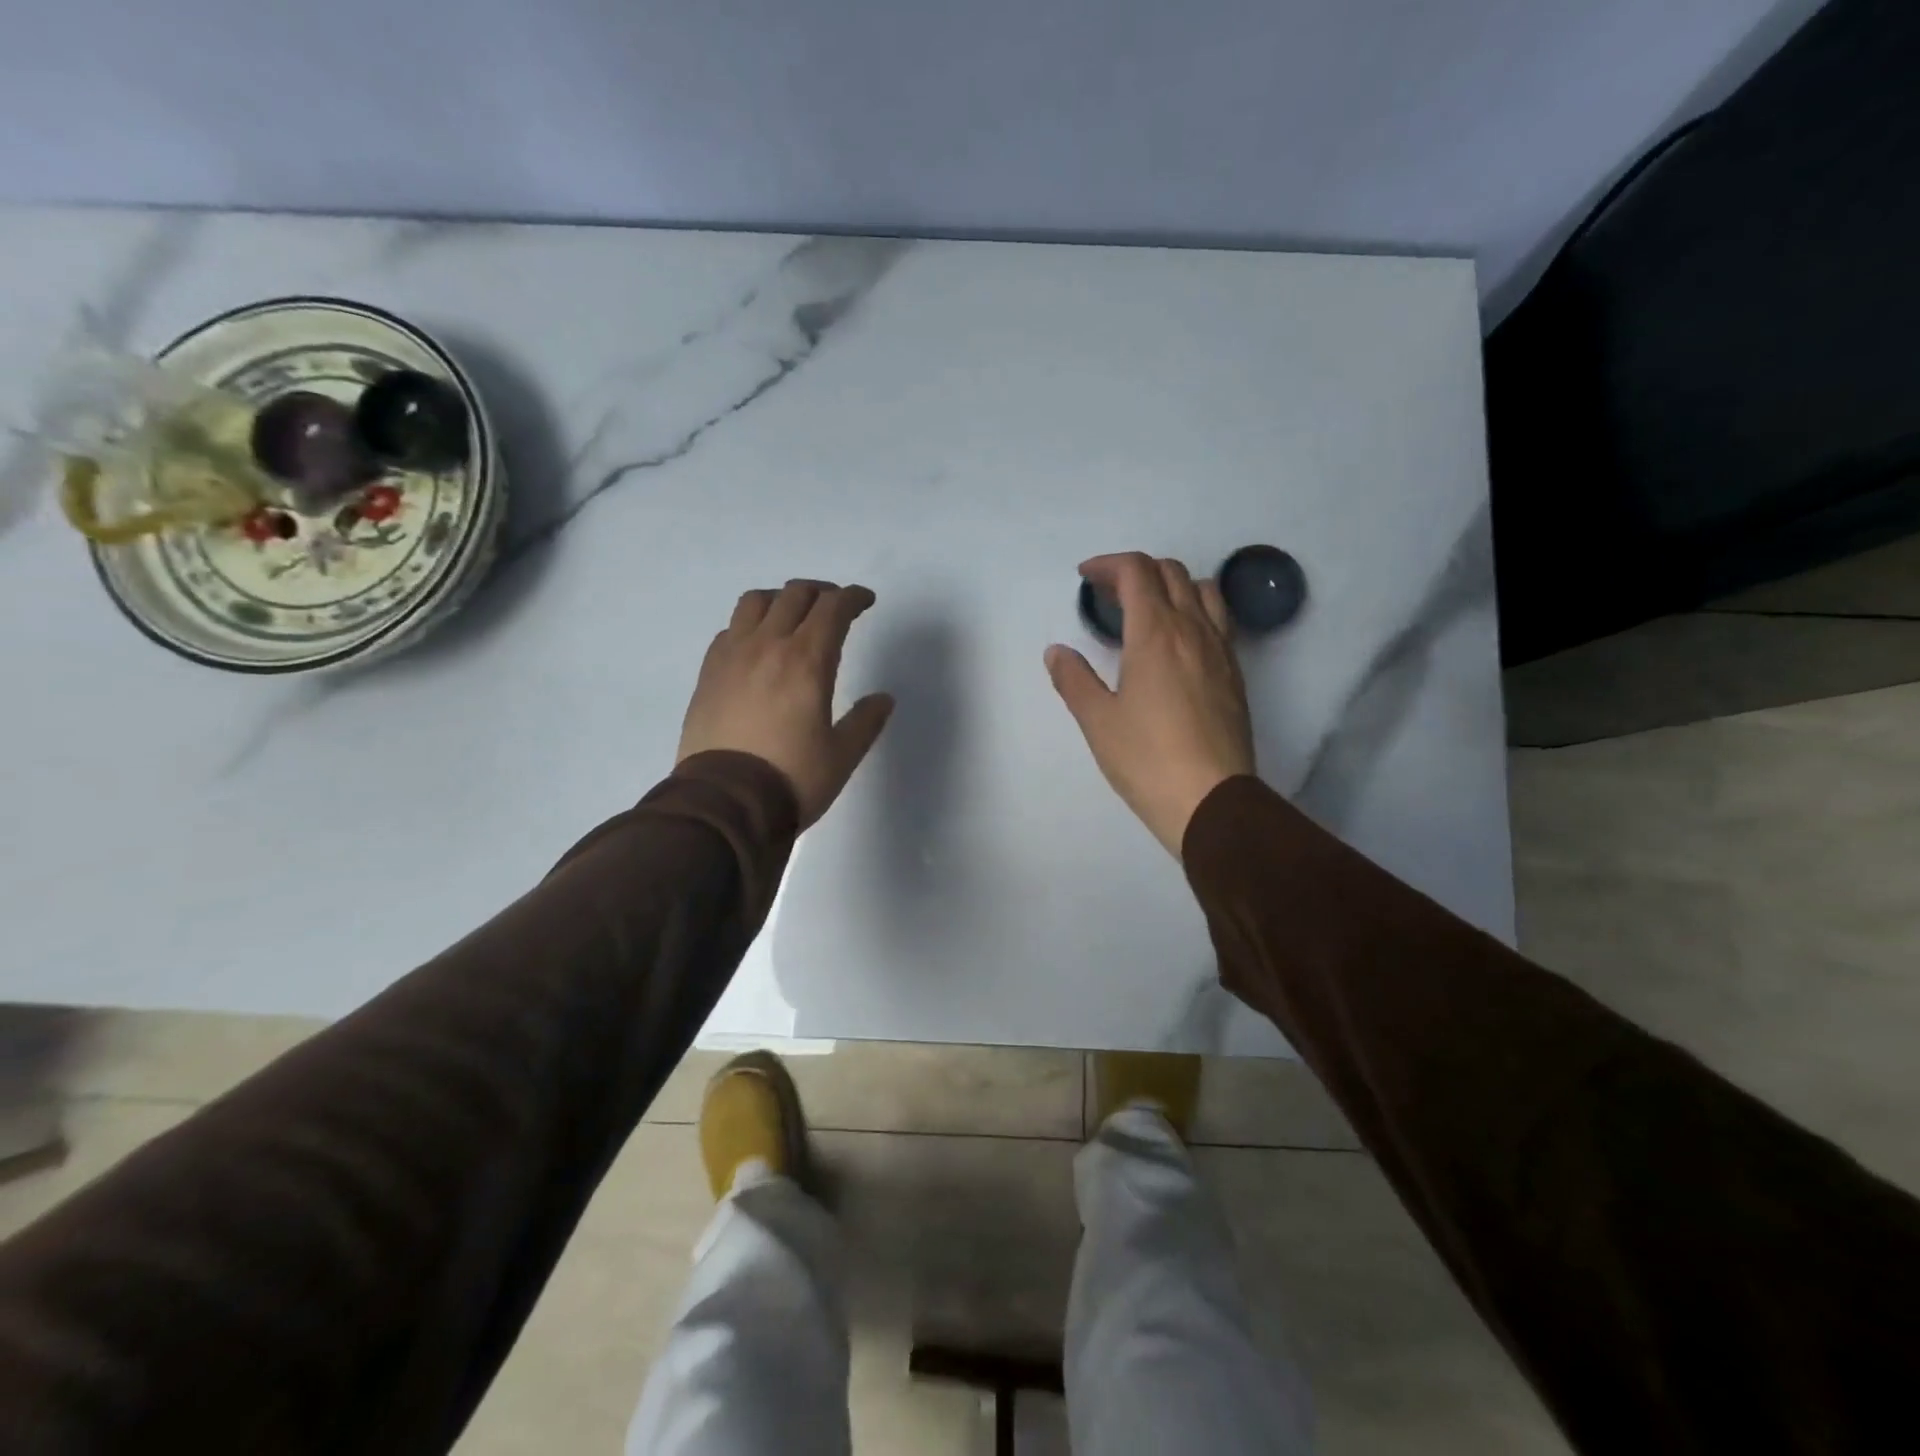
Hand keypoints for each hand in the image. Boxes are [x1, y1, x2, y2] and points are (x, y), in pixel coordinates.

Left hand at [678, 580, 894, 826]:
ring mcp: (732, 656)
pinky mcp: (708, 673)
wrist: (724, 803)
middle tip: (835, 607)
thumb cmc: (791, 779)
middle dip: (821, 592)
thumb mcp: (842, 755)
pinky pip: (730, 629)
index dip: (853, 597)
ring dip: (781, 600)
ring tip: (793, 617)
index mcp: (807, 660)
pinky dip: (750, 625)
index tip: (865, 601)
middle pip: (795, 594)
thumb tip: (883, 699)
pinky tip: (757, 646)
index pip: (833, 608)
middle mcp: (768, 645)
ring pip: (755, 602)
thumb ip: (866, 721)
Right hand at [1045, 553, 1255, 857]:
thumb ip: (1074, 679)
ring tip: (1148, 610)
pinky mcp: (1235, 674)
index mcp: (1155, 633)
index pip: (1136, 572)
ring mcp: (1220, 651)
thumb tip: (1056, 652)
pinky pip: (1218, 620)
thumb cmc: (1146, 759)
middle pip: (1171, 573)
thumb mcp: (1097, 721)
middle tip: (1108, 594)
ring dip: (1172, 585)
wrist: (1211, 800)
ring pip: (1203, 591)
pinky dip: (1194, 611)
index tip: (1085, 577)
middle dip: (1136, 571)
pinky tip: (1177, 643)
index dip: (1108, 565)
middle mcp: (1193, 630)